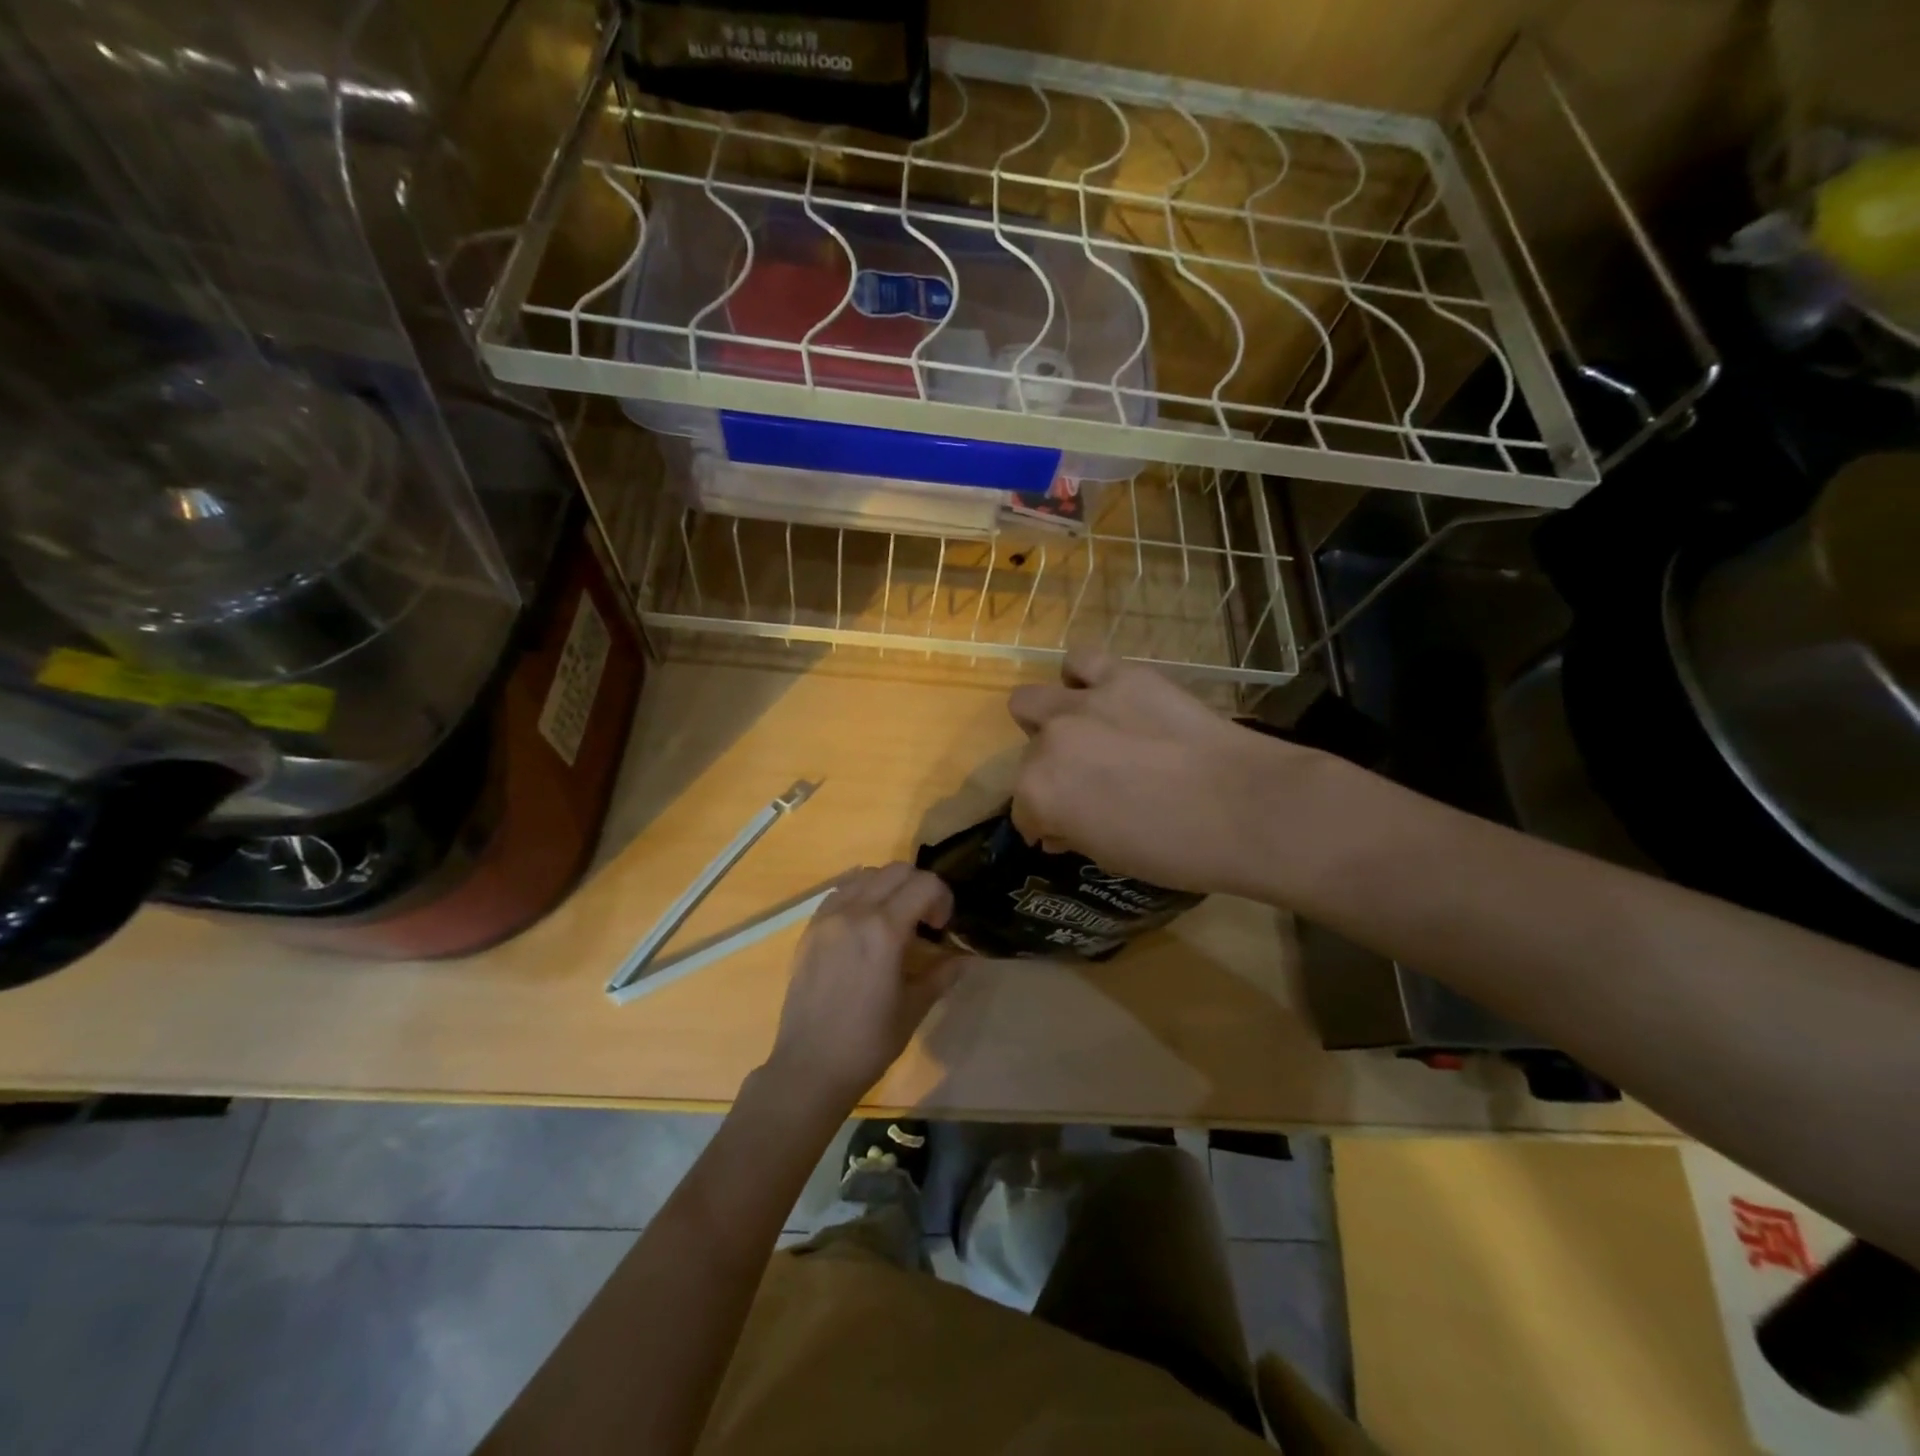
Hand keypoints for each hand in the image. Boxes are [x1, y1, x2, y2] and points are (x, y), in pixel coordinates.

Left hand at [765, 863, 963, 1111]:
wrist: (810, 1066)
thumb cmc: (868, 1042)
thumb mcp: (914, 1008)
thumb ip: (942, 973)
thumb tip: (966, 957)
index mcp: (885, 930)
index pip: (925, 884)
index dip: (943, 899)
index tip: (941, 927)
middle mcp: (855, 911)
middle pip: (897, 870)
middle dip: (919, 887)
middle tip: (924, 922)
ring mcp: (828, 917)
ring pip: (867, 875)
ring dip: (889, 887)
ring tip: (894, 921)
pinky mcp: (810, 928)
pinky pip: (840, 891)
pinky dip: (860, 895)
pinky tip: (865, 926)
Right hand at [1008, 647, 1320, 896]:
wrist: (1248, 808)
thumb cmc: (1177, 850)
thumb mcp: (1110, 855)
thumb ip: (1073, 831)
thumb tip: (1060, 826)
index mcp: (1040, 793)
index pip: (1023, 811)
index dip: (1044, 823)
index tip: (1064, 831)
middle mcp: (1049, 742)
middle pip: (1029, 755)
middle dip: (1048, 773)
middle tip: (1083, 783)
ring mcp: (1083, 703)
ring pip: (1032, 699)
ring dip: (1048, 719)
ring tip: (1082, 731)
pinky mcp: (1123, 676)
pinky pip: (1081, 661)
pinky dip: (1083, 678)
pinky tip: (1105, 696)